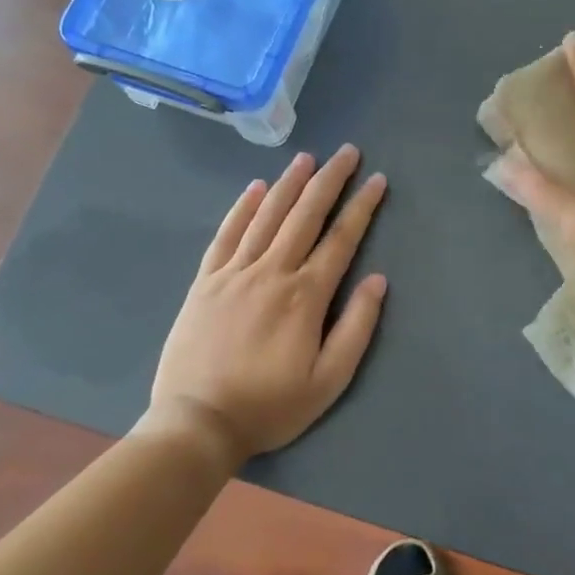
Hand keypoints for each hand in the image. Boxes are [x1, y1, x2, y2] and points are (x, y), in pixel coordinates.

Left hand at [144, 145, 387, 459]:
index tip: (376, 180)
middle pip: (305, 215)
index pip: (341, 239)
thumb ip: (356, 328)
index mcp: (305, 295)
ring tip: (307, 158)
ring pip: (266, 216)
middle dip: (329, 180)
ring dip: (289, 184)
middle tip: (347, 152)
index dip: (362, 207)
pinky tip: (254, 188)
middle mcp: (271, 272)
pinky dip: (241, 208)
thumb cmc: (270, 405)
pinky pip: (226, 235)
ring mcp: (234, 273)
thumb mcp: (328, 381)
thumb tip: (377, 280)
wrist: (197, 422)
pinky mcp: (206, 282)